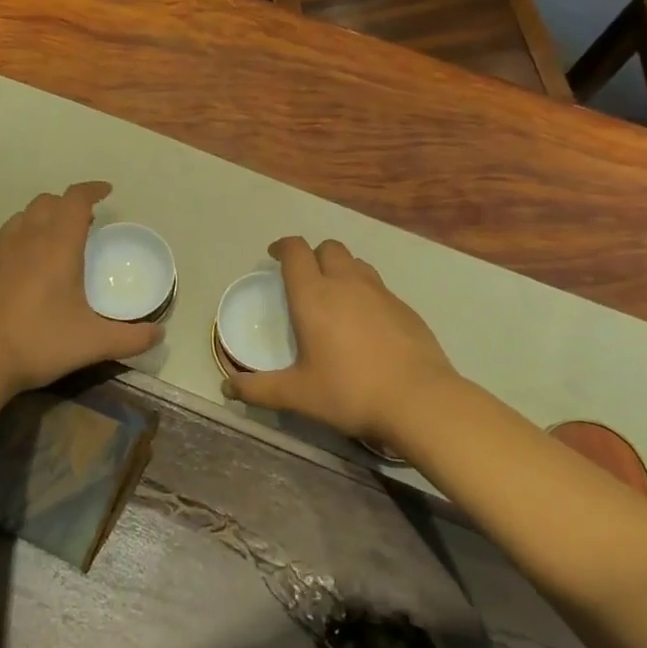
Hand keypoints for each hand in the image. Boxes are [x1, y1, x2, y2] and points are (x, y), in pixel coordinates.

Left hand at [0, 181, 162, 407]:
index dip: (92, 190)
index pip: (75, 199)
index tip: (106, 191)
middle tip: (84, 224)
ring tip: (53, 241)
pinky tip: (22, 272)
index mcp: (57, 246)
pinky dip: (19, 244)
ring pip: (21, 218)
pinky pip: (2, 244)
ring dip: (41, 219)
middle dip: (67, 204)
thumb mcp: (92, 343)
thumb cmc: (38, 343)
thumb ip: (130, 338)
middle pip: (47, 201)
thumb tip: (159, 334)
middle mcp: (26, 239)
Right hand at [227, 237, 454, 445]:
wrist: (419, 400)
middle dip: (313, 255)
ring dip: (341, 269)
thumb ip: (259, 389)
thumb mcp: (298, 394)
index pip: (295, 251)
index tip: (274, 255)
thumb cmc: (349, 391)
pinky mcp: (405, 307)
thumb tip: (227, 388)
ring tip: (335, 295)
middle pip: (328, 248)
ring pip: (356, 262)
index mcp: (313, 296)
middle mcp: (346, 283)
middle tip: (305, 279)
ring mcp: (380, 292)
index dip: (282, 247)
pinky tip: (366, 323)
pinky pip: (379, 286)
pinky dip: (365, 292)